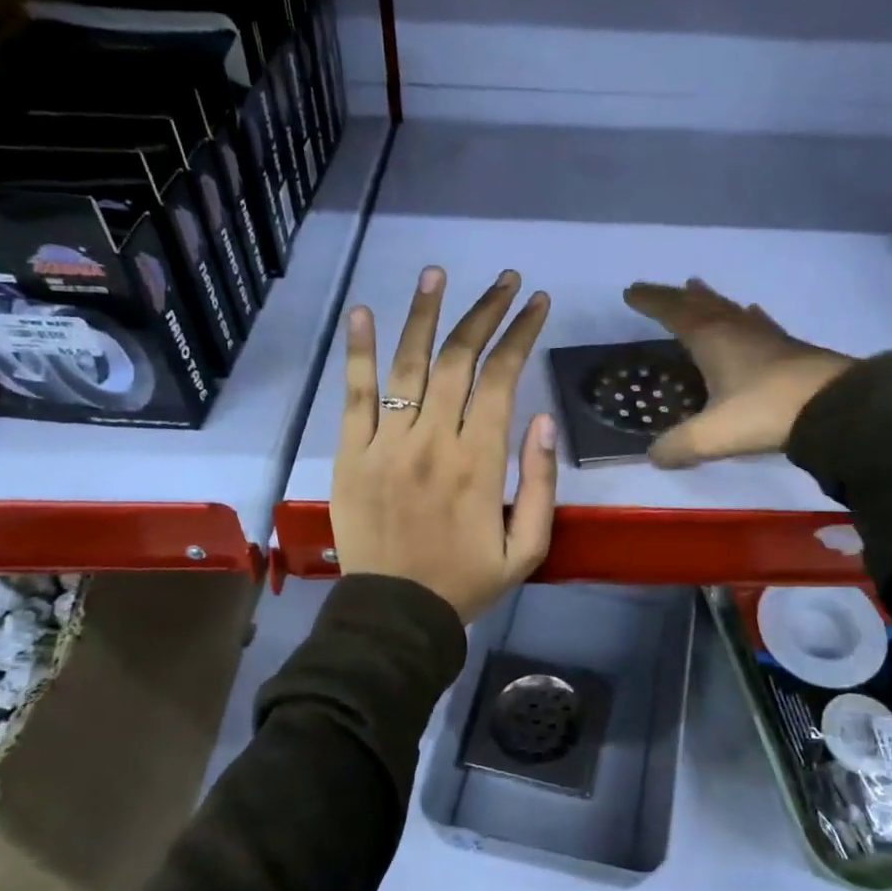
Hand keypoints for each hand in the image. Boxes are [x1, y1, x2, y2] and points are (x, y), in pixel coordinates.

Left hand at [333, 266, 556, 623]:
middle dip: (485, 312)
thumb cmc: (467, 581)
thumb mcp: (528, 547)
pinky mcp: (350, 454)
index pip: (502, 379)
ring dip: (424, 314)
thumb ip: (539, 482)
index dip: (520, 334)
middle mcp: (433, 440)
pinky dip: (359, 352)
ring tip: (436, 274)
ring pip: (407, 365)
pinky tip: (363, 312)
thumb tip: (541, 419)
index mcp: (479, 462)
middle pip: (458, 359)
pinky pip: (355, 395)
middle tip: (503, 279)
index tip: (536, 303)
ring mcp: (386, 444)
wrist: (395, 616)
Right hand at [623, 278, 854, 467]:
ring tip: (696, 287)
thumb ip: (679, 446)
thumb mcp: (713, 435)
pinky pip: (758, 323)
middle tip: (658, 290)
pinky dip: (746, 315)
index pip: (673, 312)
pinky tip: (751, 313)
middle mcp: (736, 329)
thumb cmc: (767, 412)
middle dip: (674, 297)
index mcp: (712, 339)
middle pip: (700, 304)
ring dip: (709, 300)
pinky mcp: (790, 348)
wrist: (836, 405)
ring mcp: (766, 336)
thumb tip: (654, 456)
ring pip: (730, 309)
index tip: (631, 292)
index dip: (651, 301)